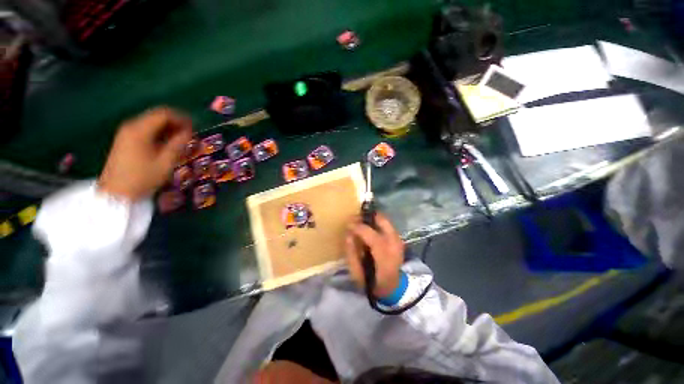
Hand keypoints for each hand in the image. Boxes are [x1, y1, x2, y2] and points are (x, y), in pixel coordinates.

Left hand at [98, 107, 192, 201]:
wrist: (116, 193)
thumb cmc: (143, 177)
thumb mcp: (165, 162)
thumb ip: (178, 144)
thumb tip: (189, 132)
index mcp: (140, 130)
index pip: (164, 114)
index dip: (182, 118)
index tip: (195, 128)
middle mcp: (131, 126)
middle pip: (157, 116)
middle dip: (176, 123)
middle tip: (190, 134)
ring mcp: (126, 133)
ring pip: (152, 123)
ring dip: (168, 129)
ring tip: (182, 141)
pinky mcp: (125, 140)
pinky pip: (146, 130)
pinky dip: (159, 134)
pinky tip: (168, 144)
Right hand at [345, 212, 404, 297]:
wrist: (392, 287)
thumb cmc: (372, 282)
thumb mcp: (357, 272)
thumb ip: (351, 253)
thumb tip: (348, 234)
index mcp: (384, 257)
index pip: (371, 235)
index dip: (358, 227)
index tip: (348, 224)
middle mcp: (395, 245)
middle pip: (382, 221)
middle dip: (366, 217)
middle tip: (355, 219)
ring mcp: (399, 240)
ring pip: (385, 220)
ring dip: (371, 218)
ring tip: (361, 222)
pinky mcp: (399, 238)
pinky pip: (387, 224)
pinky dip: (377, 223)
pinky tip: (369, 227)